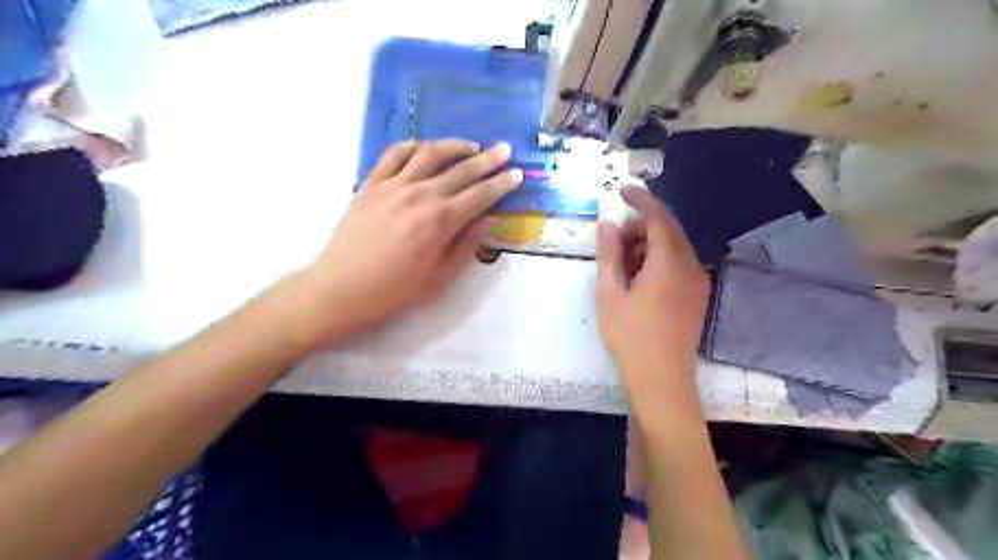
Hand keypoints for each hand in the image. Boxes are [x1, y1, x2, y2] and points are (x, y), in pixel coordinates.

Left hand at [280, 138, 521, 349]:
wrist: (341, 290)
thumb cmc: (395, 291)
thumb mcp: (440, 278)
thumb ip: (467, 245)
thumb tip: (490, 219)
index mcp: (441, 220)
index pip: (481, 195)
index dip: (502, 184)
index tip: (518, 173)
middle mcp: (421, 194)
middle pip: (461, 170)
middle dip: (487, 159)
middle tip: (504, 150)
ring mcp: (393, 185)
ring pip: (429, 153)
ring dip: (454, 146)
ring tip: (471, 146)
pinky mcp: (371, 184)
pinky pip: (393, 155)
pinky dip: (413, 146)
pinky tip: (424, 148)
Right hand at [591, 186, 708, 407]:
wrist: (662, 380)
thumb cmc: (630, 337)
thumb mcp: (610, 293)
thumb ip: (609, 254)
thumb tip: (606, 223)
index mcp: (668, 263)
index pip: (658, 217)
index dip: (640, 199)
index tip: (621, 190)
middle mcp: (690, 266)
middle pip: (668, 229)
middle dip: (641, 225)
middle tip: (614, 238)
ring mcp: (698, 281)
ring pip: (674, 246)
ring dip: (649, 243)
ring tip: (622, 262)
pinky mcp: (697, 295)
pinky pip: (679, 263)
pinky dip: (659, 259)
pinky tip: (639, 277)